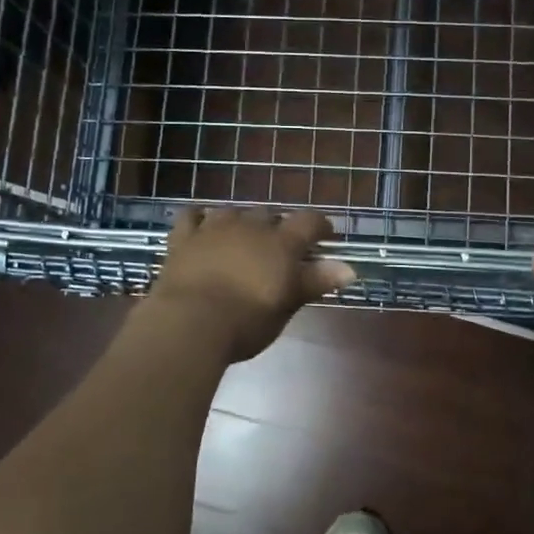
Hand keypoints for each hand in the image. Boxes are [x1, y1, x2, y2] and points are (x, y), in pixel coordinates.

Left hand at [145, 207, 356, 362]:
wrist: (190, 322)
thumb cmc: (247, 320)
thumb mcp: (287, 304)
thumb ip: (316, 281)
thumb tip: (349, 269)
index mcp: (281, 243)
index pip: (309, 221)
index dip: (321, 226)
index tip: (327, 236)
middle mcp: (251, 226)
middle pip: (270, 214)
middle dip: (278, 226)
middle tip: (280, 247)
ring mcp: (214, 228)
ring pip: (234, 211)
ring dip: (243, 221)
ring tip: (244, 236)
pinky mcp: (184, 238)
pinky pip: (192, 216)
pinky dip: (201, 218)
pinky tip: (203, 225)